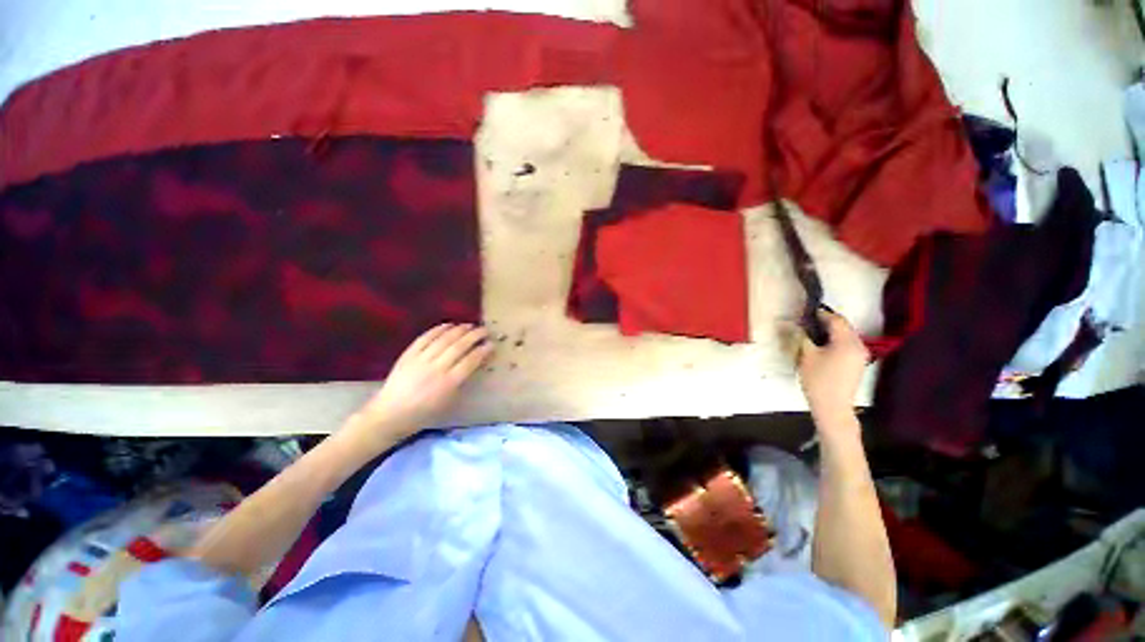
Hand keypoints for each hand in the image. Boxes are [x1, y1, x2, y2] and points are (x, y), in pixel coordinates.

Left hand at [353, 323, 492, 440]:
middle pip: (459, 346)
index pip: (470, 361)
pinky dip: (438, 330)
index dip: (482, 351)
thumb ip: (462, 381)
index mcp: (448, 383)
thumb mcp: (449, 401)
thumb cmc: (424, 413)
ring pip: (443, 339)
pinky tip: (448, 325)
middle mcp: (436, 368)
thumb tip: (474, 363)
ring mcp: (421, 360)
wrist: (390, 414)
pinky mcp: (408, 355)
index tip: (491, 344)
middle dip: (474, 336)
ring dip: (459, 330)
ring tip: (469, 325)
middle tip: (484, 330)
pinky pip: (425, 338)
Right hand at [797, 309, 868, 428]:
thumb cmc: (818, 380)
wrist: (833, 408)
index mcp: (848, 342)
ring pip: (845, 336)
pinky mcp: (856, 364)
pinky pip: (846, 345)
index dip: (820, 314)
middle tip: (804, 323)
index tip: (804, 313)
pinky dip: (834, 342)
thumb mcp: (806, 356)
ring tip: (810, 335)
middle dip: (824, 323)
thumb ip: (801, 337)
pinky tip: (820, 348)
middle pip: (843, 327)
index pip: (836, 319)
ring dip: (828, 332)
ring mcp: (860, 356)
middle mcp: (859, 346)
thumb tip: (792, 324)